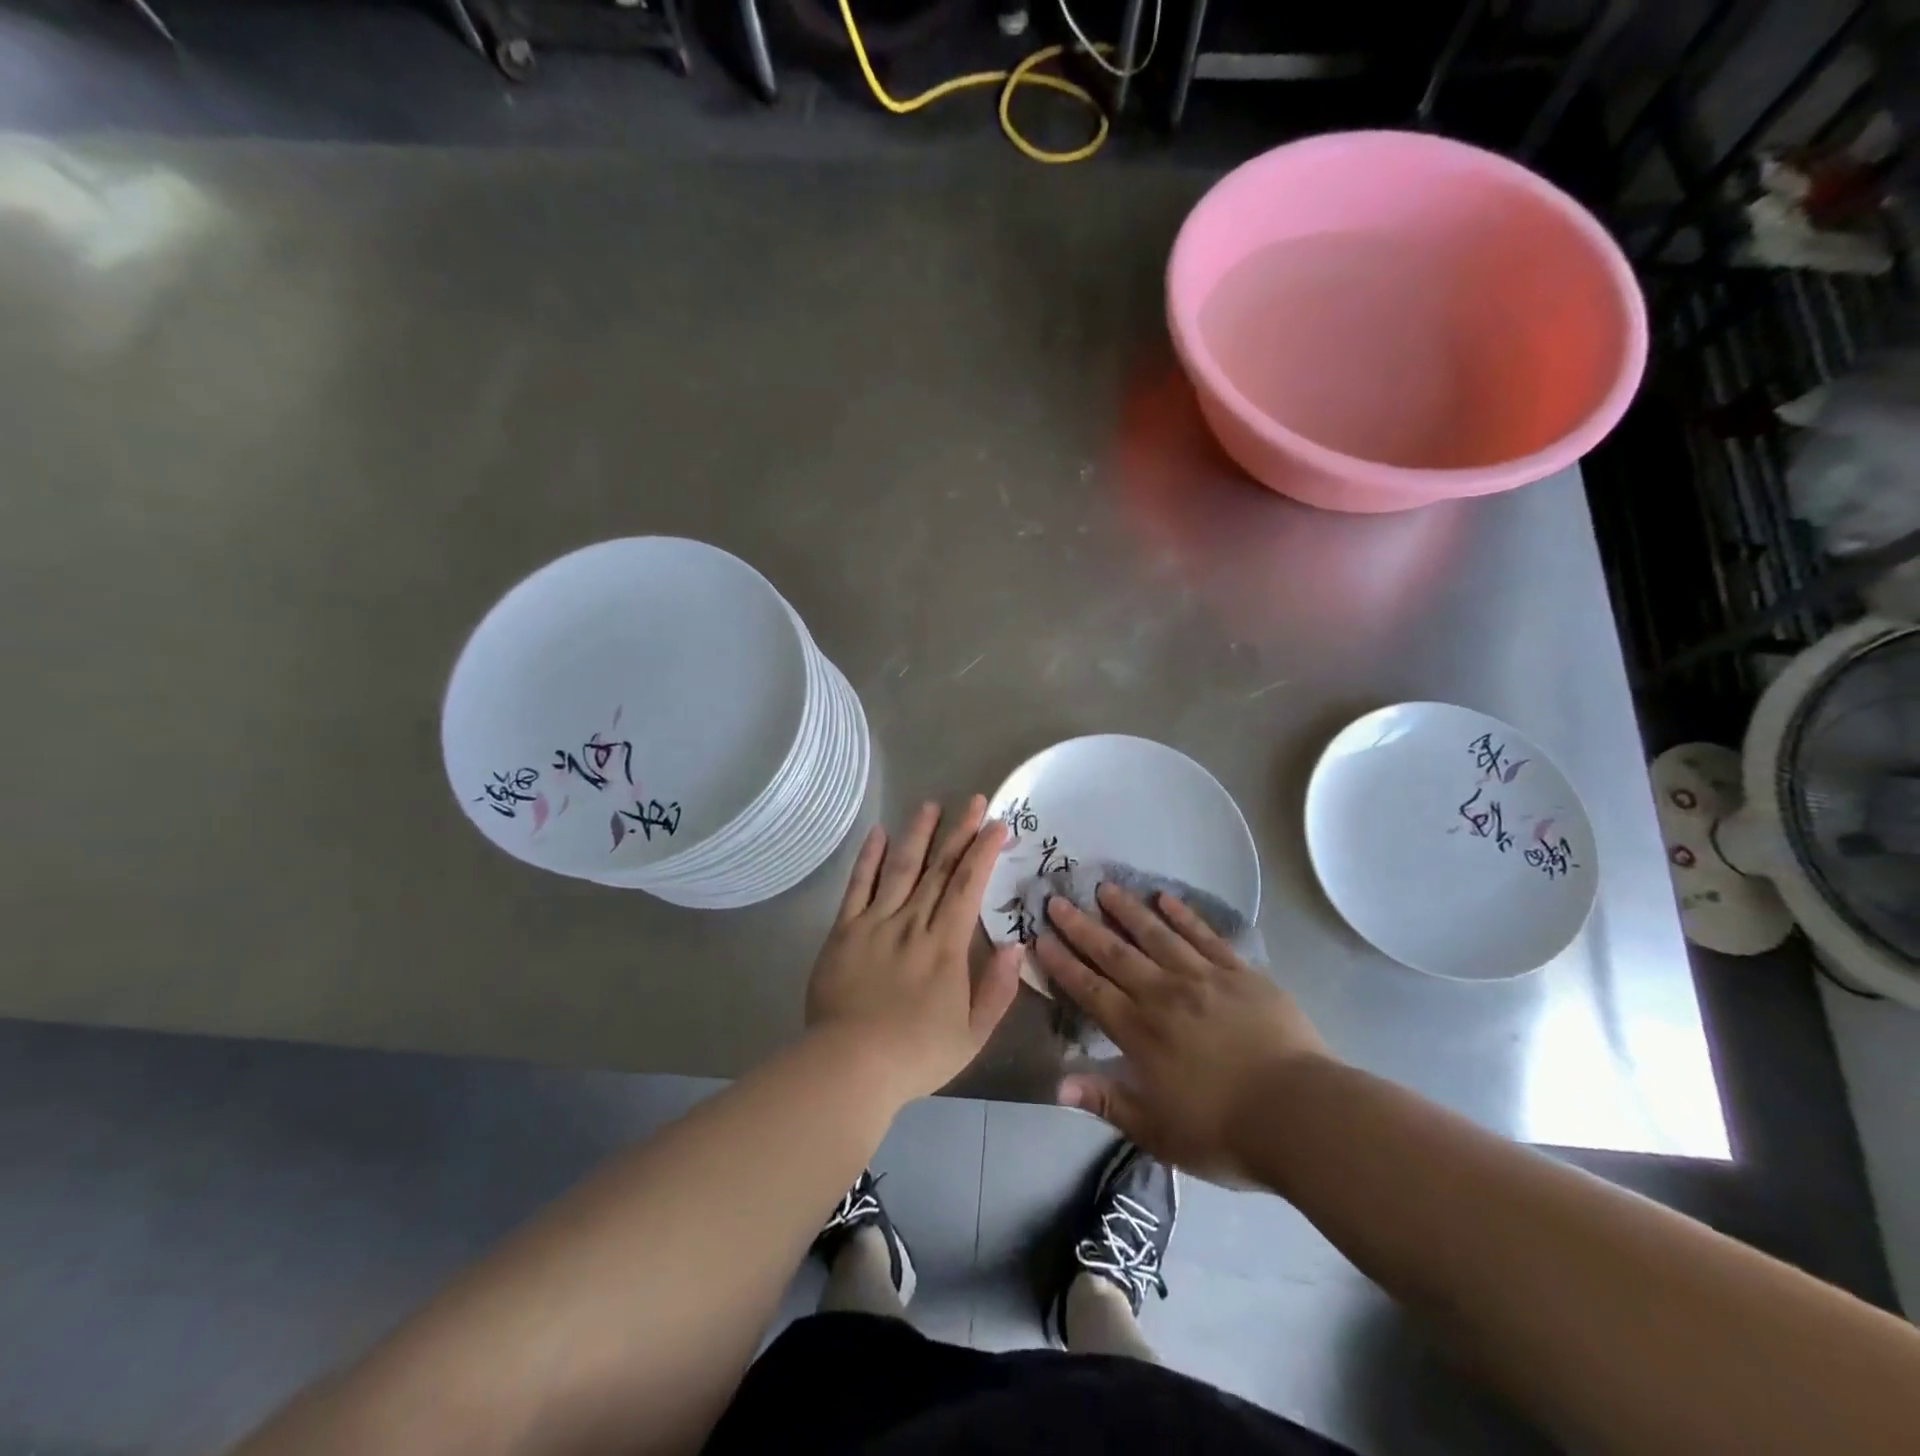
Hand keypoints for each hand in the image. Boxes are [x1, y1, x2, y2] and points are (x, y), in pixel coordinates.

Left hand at [806, 796, 1022, 1104]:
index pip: (969, 886)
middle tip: (974, 800)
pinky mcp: (844, 931)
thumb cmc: (916, 1054)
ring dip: (917, 834)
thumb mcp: (972, 1034)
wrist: (849, 1066)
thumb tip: (1016, 946)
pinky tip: (878, 833)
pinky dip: (868, 858)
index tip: (997, 825)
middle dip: (959, 832)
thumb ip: (998, 989)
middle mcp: (912, 923)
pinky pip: (858, 886)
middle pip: (939, 869)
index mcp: (946, 945)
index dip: (984, 851)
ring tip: (930, 805)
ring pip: (900, 868)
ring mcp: (875, 923)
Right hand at [1034, 883, 1332, 1182]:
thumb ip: (1106, 1102)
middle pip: (1115, 954)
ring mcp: (1203, 978)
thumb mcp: (1156, 1131)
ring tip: (1105, 887)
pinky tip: (1166, 898)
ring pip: (1156, 935)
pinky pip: (1204, 936)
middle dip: (1082, 927)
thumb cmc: (1224, 1131)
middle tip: (1058, 900)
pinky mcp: (1239, 973)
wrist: (1300, 1115)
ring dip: (1128, 910)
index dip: (1063, 963)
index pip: (1090, 989)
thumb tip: (1056, 1084)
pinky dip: (1183, 915)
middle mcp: (1164, 995)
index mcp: (1140, 1032)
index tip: (1041, 937)